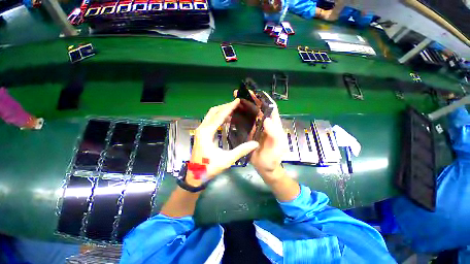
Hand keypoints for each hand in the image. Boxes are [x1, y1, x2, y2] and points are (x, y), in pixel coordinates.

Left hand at [187, 99, 258, 185]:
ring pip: (211, 115)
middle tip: (237, 104)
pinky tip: (227, 118)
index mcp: (206, 133)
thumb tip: (255, 143)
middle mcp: (202, 128)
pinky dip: (219, 116)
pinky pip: (211, 120)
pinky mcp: (202, 133)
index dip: (229, 107)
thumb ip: (241, 151)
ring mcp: (201, 130)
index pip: (219, 116)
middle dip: (225, 106)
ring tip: (233, 109)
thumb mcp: (226, 160)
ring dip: (222, 110)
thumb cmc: (209, 167)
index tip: (238, 101)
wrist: (195, 175)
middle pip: (213, 111)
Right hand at [233, 90, 287, 183]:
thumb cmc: (273, 158)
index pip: (270, 108)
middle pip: (258, 109)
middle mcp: (264, 124)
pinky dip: (239, 117)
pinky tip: (232, 114)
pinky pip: (244, 123)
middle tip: (238, 94)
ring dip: (243, 107)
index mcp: (274, 125)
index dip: (263, 99)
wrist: (265, 168)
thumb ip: (274, 134)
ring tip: (233, 101)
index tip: (254, 91)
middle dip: (250, 100)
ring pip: (250, 114)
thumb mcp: (278, 147)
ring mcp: (256, 128)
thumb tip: (266, 119)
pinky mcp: (249, 133)